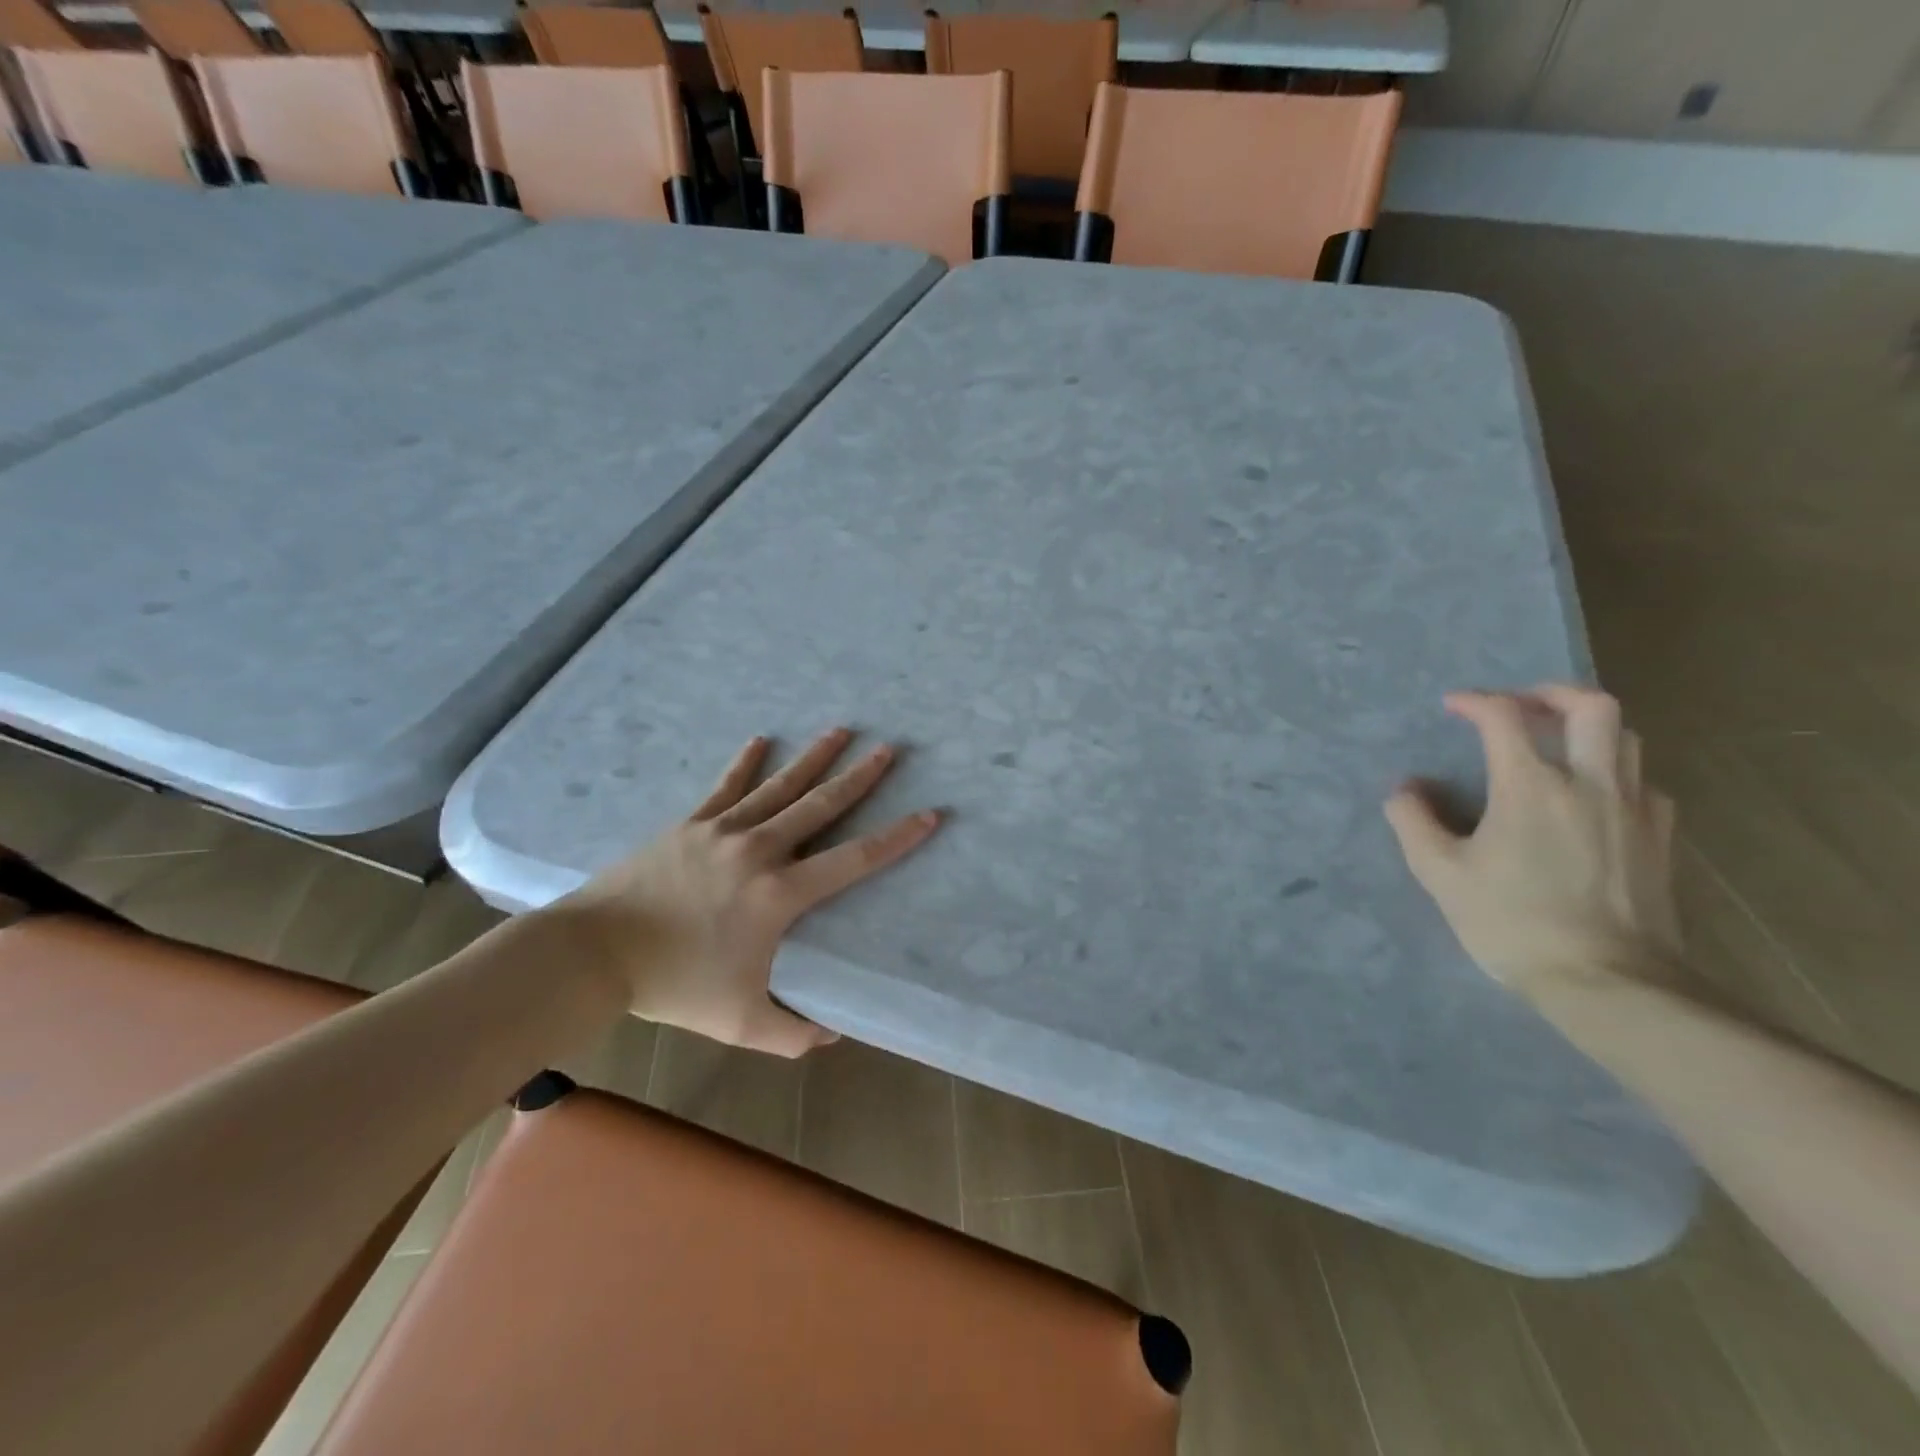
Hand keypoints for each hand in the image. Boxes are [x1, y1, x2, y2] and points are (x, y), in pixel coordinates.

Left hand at [562, 729, 939, 1056]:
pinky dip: (745, 763)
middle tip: (888, 749)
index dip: (896, 838)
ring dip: (813, 758)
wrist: (595, 954)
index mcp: (779, 896)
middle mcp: (759, 851)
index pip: (853, 861)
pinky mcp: (691, 824)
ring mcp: (723, 831)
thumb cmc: (674, 987)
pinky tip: (761, 738)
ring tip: (842, 730)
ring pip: (779, 787)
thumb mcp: (741, 1022)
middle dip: (859, 778)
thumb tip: (832, 1034)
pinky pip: (725, 787)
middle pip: (820, 807)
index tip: (928, 814)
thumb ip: (793, 1032)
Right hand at [1384, 685, 1680, 997]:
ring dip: (1587, 727)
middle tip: (1520, 705)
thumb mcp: (1441, 874)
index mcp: (1532, 787)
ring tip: (1556, 744)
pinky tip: (1594, 796)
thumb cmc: (1513, 922)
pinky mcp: (1660, 839)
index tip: (1453, 705)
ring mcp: (1635, 810)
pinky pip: (1644, 783)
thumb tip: (1405, 790)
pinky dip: (1615, 772)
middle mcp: (1591, 784)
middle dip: (1550, 693)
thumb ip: (1414, 822)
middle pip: (1591, 706)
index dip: (1475, 701)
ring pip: (1626, 739)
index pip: (1505, 717)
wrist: (1608, 981)